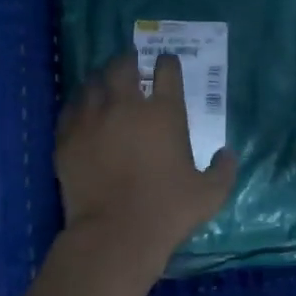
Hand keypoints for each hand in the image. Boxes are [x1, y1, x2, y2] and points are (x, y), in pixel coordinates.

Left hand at [55, 50, 238, 279]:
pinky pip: (70, 108)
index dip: (168, 63)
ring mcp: (92, 118)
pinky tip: (82, 111)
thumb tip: (227, 153)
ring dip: (101, 79)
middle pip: (124, 65)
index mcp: (164, 112)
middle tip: (132, 67)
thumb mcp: (210, 193)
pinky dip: (78, 104)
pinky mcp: (67, 137)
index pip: (167, 70)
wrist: (115, 235)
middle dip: (129, 61)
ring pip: (92, 82)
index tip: (167, 64)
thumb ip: (223, 169)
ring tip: (105, 85)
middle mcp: (126, 105)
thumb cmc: (168, 211)